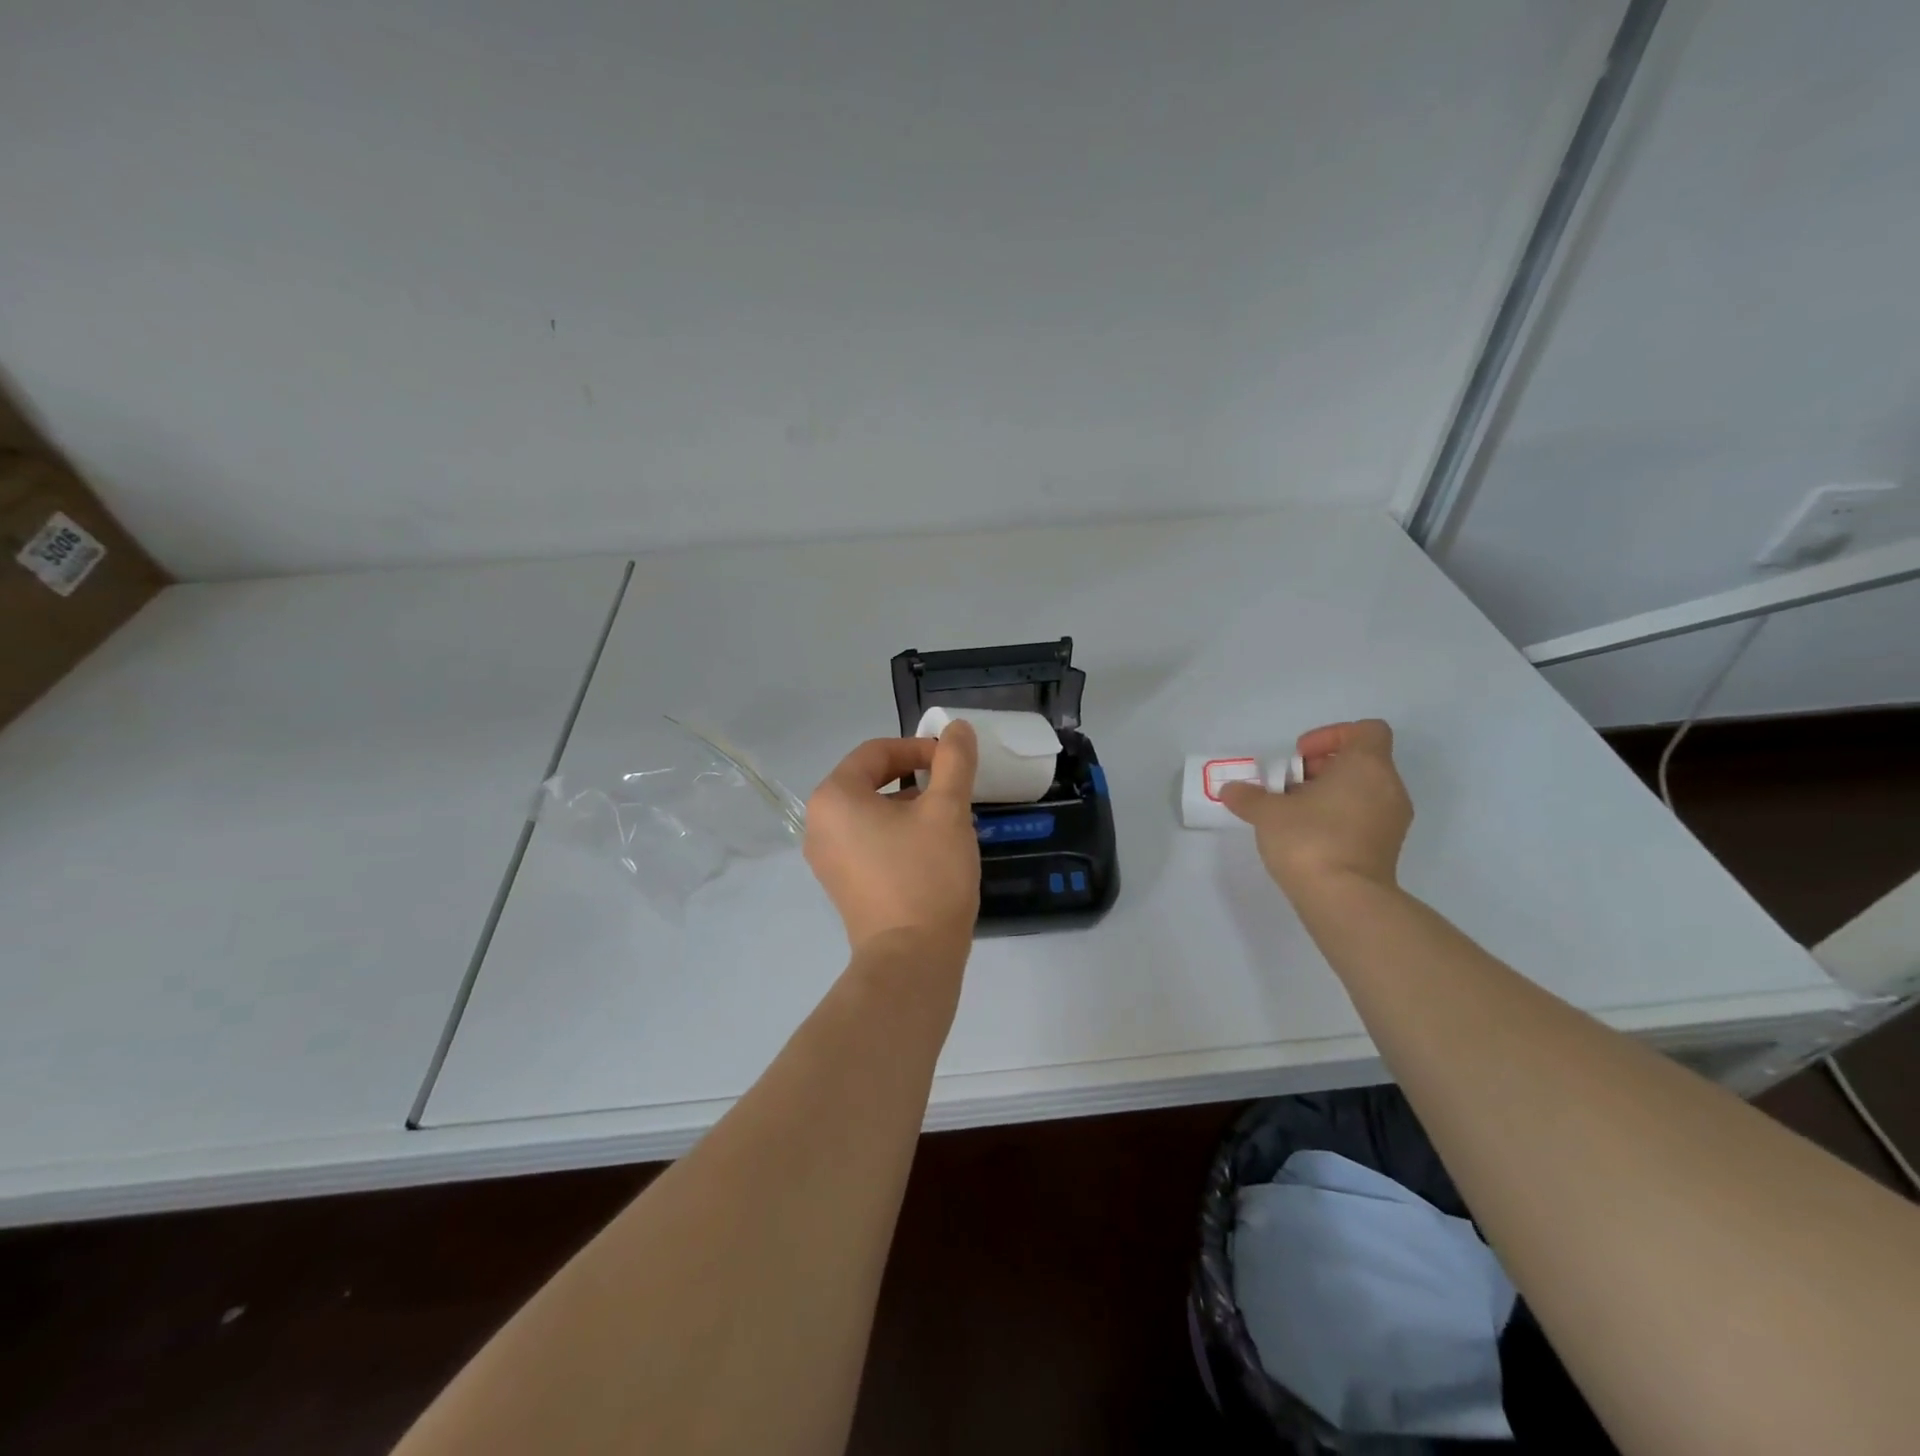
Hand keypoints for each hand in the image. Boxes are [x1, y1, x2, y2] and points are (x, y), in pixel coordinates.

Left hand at [804, 724, 980, 953]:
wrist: (911, 959)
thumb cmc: (927, 875)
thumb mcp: (948, 810)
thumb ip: (954, 761)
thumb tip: (957, 728)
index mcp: (835, 797)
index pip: (877, 752)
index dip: (919, 749)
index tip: (953, 762)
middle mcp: (819, 824)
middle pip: (870, 781)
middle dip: (914, 778)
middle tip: (952, 790)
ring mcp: (826, 857)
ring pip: (871, 812)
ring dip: (908, 806)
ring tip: (947, 820)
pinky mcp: (840, 883)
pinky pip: (867, 841)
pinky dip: (896, 833)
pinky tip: (930, 849)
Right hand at [1219, 719, 1412, 897]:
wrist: (1344, 900)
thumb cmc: (1310, 839)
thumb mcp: (1267, 813)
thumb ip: (1249, 796)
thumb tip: (1231, 790)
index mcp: (1367, 766)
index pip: (1366, 730)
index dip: (1331, 735)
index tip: (1300, 756)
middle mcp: (1388, 788)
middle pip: (1360, 762)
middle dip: (1322, 769)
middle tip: (1288, 786)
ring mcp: (1392, 821)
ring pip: (1362, 791)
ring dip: (1328, 795)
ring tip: (1293, 813)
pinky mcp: (1387, 849)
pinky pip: (1364, 817)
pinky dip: (1339, 818)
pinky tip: (1307, 836)